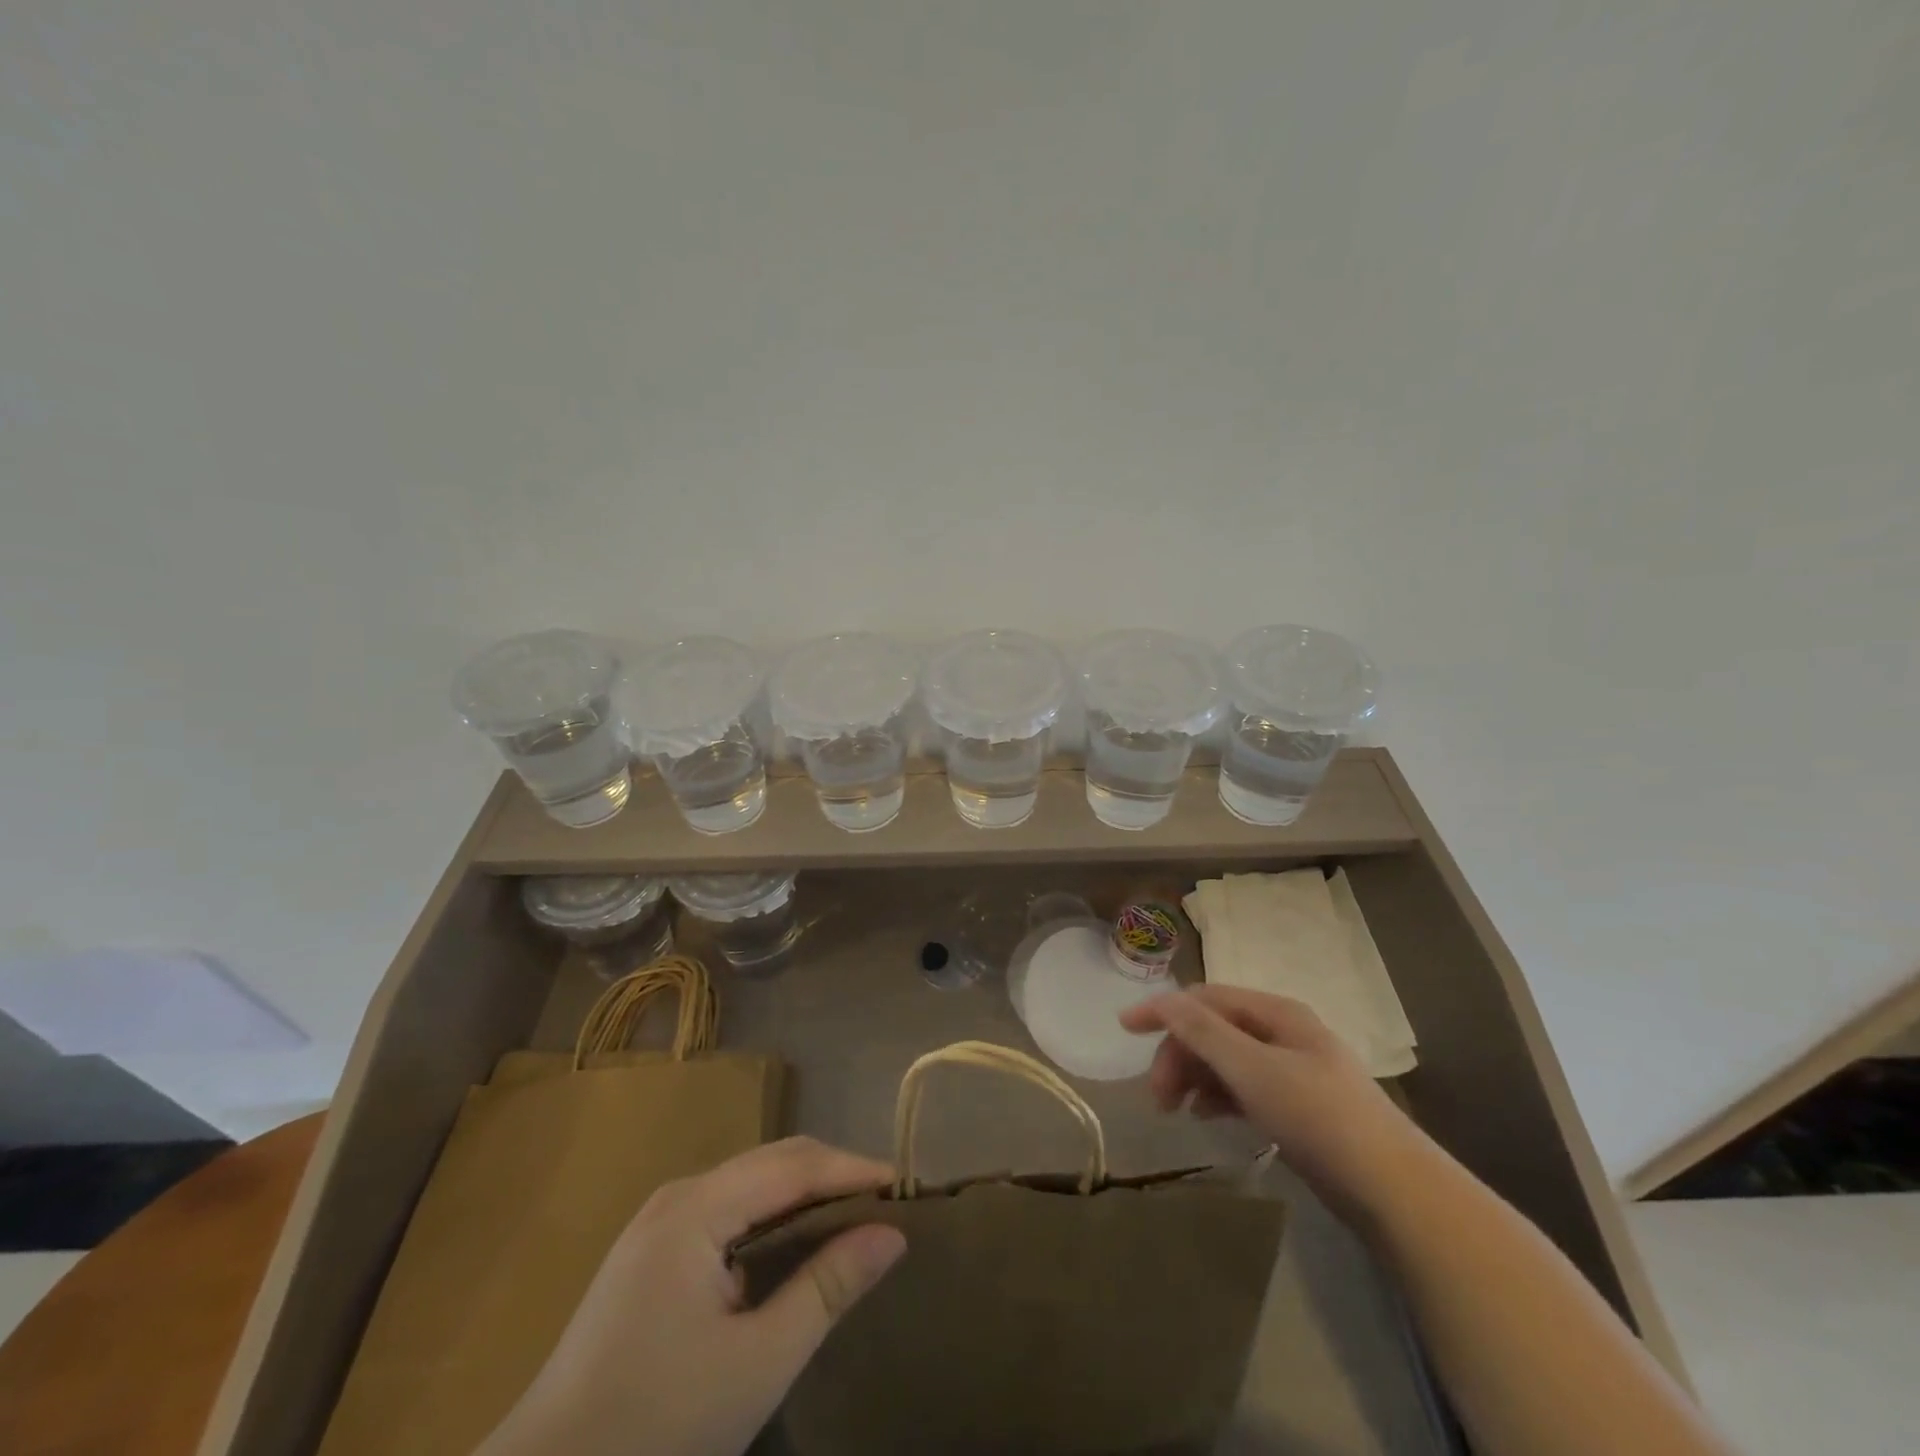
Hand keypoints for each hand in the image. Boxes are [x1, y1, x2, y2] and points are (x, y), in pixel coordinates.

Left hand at [478, 1137, 906, 1455]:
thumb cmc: (654, 1429)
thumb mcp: (757, 1364)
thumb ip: (827, 1288)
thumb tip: (892, 1233)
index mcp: (697, 1208)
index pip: (794, 1165)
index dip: (853, 1169)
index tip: (907, 1185)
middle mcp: (679, 1195)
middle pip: (773, 1161)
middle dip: (833, 1173)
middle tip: (888, 1203)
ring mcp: (660, 1221)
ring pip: (751, 1182)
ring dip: (805, 1191)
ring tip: (854, 1217)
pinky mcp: (651, 1251)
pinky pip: (729, 1208)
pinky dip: (773, 1214)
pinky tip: (795, 1242)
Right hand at [1119, 985, 1422, 1220]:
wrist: (1394, 1191)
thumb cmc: (1319, 1118)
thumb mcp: (1253, 1070)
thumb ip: (1204, 1032)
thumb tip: (1162, 1000)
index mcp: (1276, 1012)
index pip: (1205, 998)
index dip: (1164, 1009)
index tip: (1124, 1028)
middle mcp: (1283, 1032)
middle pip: (1213, 1029)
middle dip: (1179, 1054)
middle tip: (1158, 1097)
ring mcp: (1292, 1070)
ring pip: (1226, 1060)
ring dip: (1195, 1076)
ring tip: (1176, 1110)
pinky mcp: (1297, 1105)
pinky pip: (1243, 1087)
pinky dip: (1218, 1096)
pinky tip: (1206, 1116)